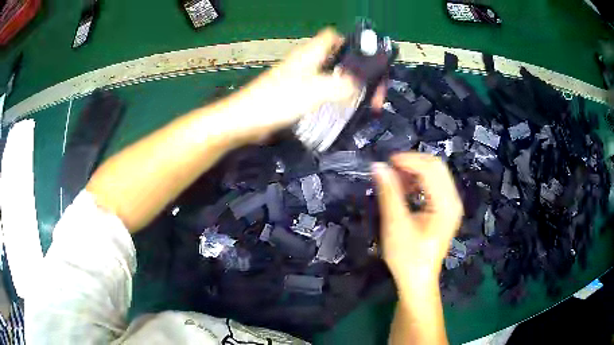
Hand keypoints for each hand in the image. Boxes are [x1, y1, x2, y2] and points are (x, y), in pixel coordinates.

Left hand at [228, 28, 384, 142]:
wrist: (246, 121)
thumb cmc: (276, 101)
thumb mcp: (313, 90)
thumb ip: (340, 85)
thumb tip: (358, 85)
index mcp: (310, 54)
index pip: (334, 36)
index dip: (353, 43)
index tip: (369, 60)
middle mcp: (306, 62)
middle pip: (337, 58)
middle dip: (357, 71)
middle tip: (372, 91)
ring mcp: (301, 79)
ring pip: (331, 76)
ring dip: (348, 87)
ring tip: (365, 102)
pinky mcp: (296, 95)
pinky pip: (322, 91)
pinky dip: (335, 98)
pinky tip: (343, 110)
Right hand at [372, 153, 462, 286]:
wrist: (417, 281)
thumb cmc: (407, 257)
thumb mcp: (395, 225)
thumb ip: (389, 193)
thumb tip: (378, 166)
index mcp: (446, 204)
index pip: (430, 169)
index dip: (408, 160)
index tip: (385, 162)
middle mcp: (453, 201)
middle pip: (436, 167)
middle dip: (412, 163)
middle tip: (389, 169)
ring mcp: (451, 205)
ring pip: (436, 174)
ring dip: (415, 171)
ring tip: (395, 179)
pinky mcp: (446, 210)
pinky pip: (435, 185)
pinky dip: (420, 181)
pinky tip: (406, 189)